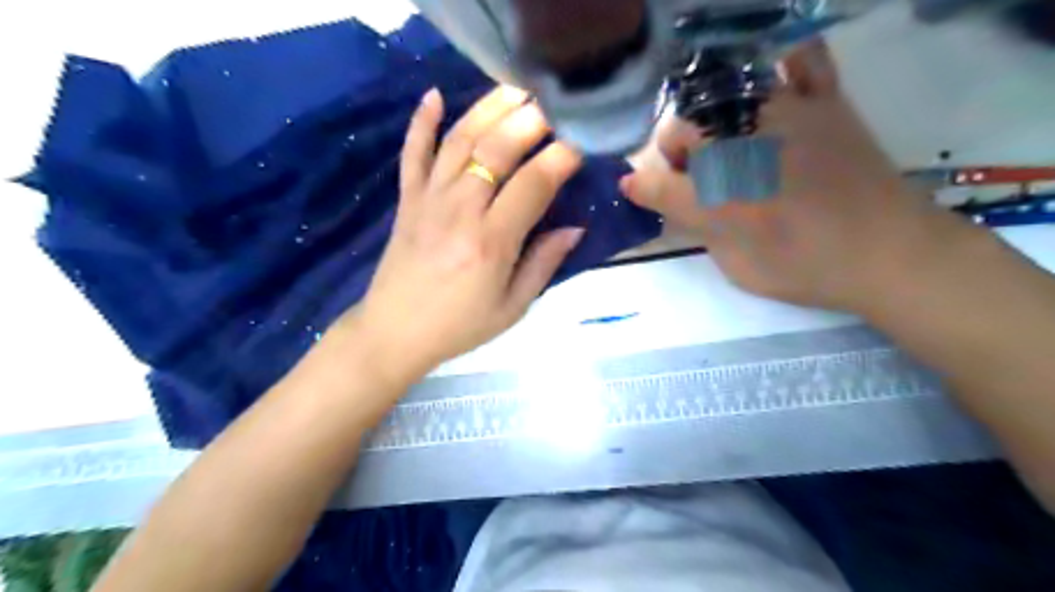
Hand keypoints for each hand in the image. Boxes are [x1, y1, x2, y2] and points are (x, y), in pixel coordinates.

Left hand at [351, 86, 584, 383]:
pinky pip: (412, 154)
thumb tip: (575, 228)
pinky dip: (420, 123)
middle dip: (529, 120)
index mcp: (491, 242)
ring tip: (514, 88)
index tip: (582, 141)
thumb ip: (544, 264)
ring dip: (487, 110)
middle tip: (555, 102)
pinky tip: (434, 96)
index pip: (533, 184)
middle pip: (495, 151)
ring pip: (458, 142)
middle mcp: (460, 211)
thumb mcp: (513, 307)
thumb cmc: (459, 326)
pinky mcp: (406, 201)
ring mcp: (428, 201)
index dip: (562, 157)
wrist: (394, 333)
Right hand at [620, 43, 972, 311]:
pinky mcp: (823, 103)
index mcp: (712, 195)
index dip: (639, 187)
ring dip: (707, 122)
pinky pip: (799, 62)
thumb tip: (665, 201)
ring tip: (723, 145)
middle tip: (690, 179)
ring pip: (718, 99)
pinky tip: (773, 84)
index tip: (634, 190)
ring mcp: (781, 115)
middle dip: (673, 155)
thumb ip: (695, 227)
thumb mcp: (733, 264)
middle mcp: (737, 146)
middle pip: (679, 132)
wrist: (887, 252)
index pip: (654, 182)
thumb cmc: (803, 269)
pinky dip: (782, 65)